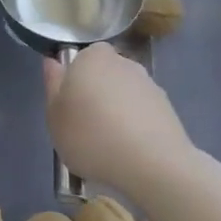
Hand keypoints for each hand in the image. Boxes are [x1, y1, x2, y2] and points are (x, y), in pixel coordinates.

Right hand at [41, 43, 202, 198]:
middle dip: (95, 95)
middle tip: (85, 126)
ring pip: (123, 94)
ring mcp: (149, 84)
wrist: (152, 164)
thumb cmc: (90, 135)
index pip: (79, 59)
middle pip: (102, 75)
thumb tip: (53, 62)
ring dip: (116, 111)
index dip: (72, 82)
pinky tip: (129, 150)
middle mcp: (123, 62)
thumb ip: (52, 85)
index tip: (69, 108)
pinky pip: (141, 112)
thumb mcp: (54, 115)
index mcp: (92, 57)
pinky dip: (135, 126)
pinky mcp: (168, 108)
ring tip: (108, 144)